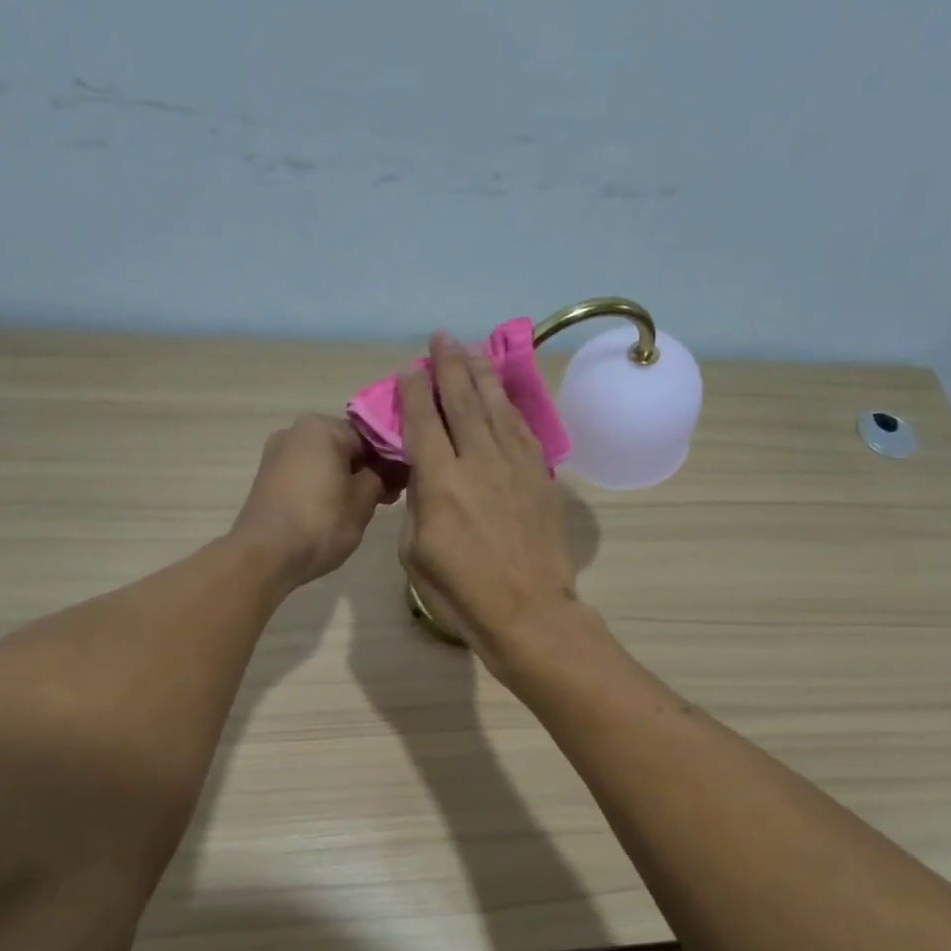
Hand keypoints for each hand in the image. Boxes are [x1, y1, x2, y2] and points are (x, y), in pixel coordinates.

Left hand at [232, 414, 389, 586]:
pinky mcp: (267, 479)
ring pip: (325, 463)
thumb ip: (382, 477)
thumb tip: (389, 469)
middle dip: (366, 471)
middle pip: (345, 447)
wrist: (265, 556)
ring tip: (359, 511)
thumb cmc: (320, 522)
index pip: (370, 436)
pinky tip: (333, 513)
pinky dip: (323, 489)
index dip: (390, 461)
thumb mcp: (363, 501)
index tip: (402, 486)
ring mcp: (276, 455)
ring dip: (345, 481)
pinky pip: (306, 476)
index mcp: (321, 427)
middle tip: (385, 501)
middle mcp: (295, 431)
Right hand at [398, 332, 578, 659]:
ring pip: (496, 408)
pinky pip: (523, 430)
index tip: (410, 368)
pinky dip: (510, 407)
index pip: (423, 422)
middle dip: (449, 365)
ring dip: (482, 375)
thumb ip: (417, 506)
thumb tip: (425, 476)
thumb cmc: (462, 593)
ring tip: (472, 351)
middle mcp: (478, 462)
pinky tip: (503, 396)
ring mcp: (515, 466)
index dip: (414, 391)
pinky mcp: (540, 478)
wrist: (529, 612)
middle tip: (442, 338)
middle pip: (462, 401)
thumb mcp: (416, 554)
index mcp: (440, 482)